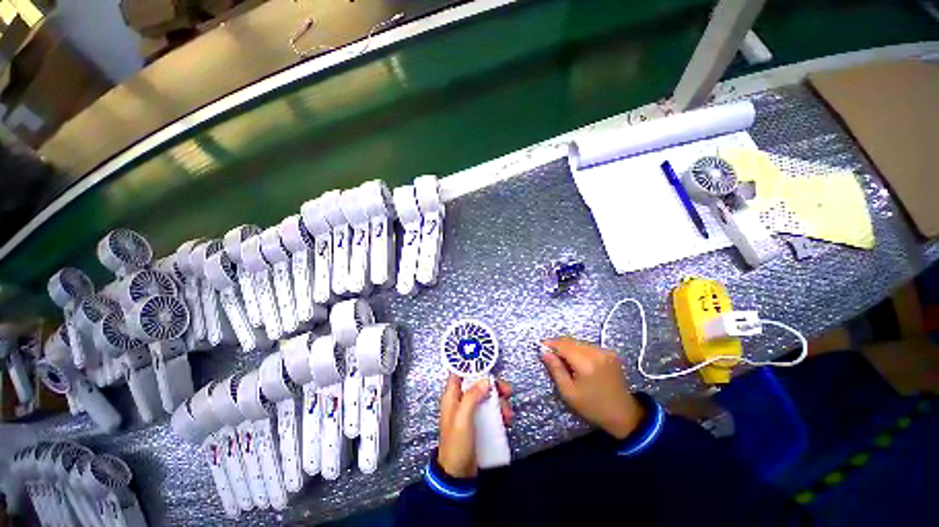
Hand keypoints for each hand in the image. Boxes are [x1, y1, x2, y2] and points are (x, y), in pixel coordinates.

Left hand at [437, 374, 511, 477]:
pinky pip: (491, 410)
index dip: (471, 366)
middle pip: (478, 384)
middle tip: (506, 391)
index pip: (459, 373)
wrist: (458, 475)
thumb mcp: (462, 418)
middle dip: (493, 385)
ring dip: (499, 401)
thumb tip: (486, 380)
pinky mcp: (479, 422)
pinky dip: (500, 411)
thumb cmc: (456, 444)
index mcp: (452, 396)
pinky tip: (507, 419)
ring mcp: (471, 412)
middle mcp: (461, 400)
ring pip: (487, 397)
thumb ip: (472, 396)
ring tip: (508, 413)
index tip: (486, 363)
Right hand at [541, 337, 643, 439]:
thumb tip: (544, 352)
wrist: (623, 414)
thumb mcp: (568, 392)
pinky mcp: (610, 353)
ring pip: (579, 342)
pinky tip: (576, 360)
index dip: (550, 344)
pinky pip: (589, 346)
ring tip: (562, 358)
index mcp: (586, 363)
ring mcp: (606, 352)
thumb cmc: (592, 407)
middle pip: (571, 341)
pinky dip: (579, 349)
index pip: (563, 345)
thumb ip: (555, 369)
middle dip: (558, 344)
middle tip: (549, 352)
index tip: (540, 345)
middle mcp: (597, 353)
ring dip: (568, 346)